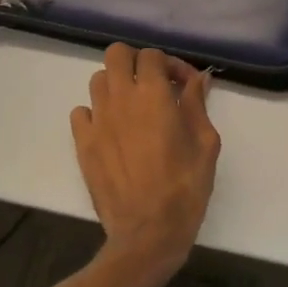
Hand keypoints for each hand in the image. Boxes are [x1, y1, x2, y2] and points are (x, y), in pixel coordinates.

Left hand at [71, 44, 219, 275]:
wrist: (148, 232)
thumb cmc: (185, 186)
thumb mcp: (205, 142)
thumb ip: (198, 104)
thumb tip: (198, 78)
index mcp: (154, 94)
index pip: (152, 55)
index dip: (171, 64)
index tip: (184, 85)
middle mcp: (121, 98)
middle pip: (116, 54)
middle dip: (136, 62)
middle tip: (153, 83)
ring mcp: (97, 120)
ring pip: (98, 79)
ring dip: (116, 85)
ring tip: (133, 107)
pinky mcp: (83, 143)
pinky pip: (81, 112)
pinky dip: (96, 112)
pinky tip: (112, 129)